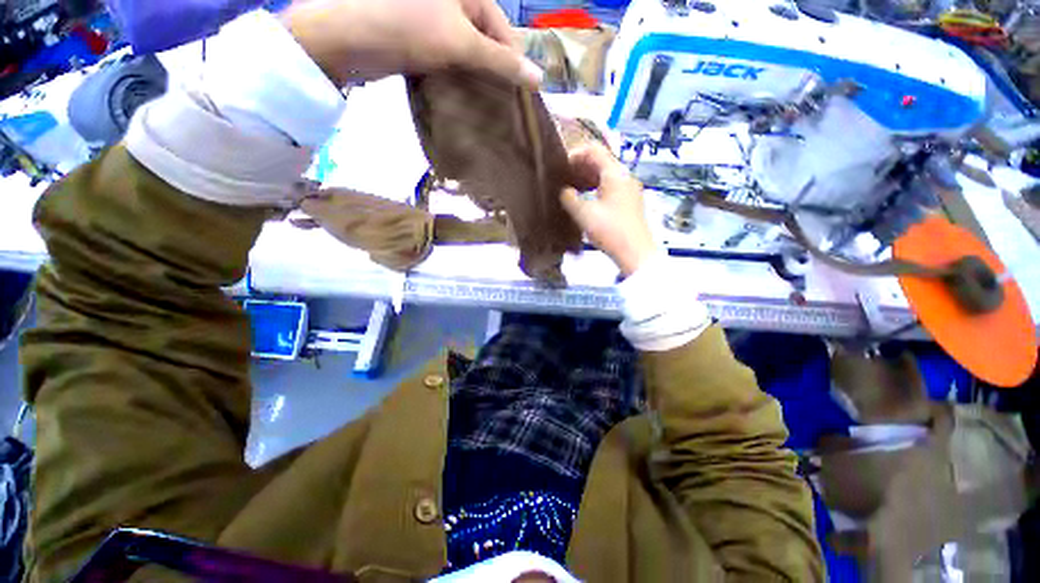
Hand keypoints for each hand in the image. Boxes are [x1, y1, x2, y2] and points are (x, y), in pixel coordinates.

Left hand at [282, 0, 541, 88]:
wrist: (347, 39)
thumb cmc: (406, 28)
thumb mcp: (460, 43)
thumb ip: (500, 62)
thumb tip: (539, 79)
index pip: (504, 31)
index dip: (513, 65)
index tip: (520, 100)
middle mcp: (454, 2)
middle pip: (487, 42)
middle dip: (494, 73)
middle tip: (503, 108)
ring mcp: (437, 21)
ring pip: (469, 53)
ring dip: (477, 79)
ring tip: (488, 108)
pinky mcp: (422, 39)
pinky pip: (451, 59)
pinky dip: (459, 78)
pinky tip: (466, 98)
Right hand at [561, 144, 657, 276]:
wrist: (635, 252)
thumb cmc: (610, 230)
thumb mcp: (584, 214)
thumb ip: (569, 198)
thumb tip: (564, 191)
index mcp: (615, 173)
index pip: (594, 150)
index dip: (576, 153)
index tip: (561, 166)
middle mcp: (625, 176)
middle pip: (602, 161)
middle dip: (581, 166)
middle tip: (563, 177)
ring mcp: (630, 189)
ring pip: (606, 175)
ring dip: (588, 177)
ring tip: (572, 188)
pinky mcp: (630, 202)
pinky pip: (611, 186)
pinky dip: (596, 187)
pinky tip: (587, 199)